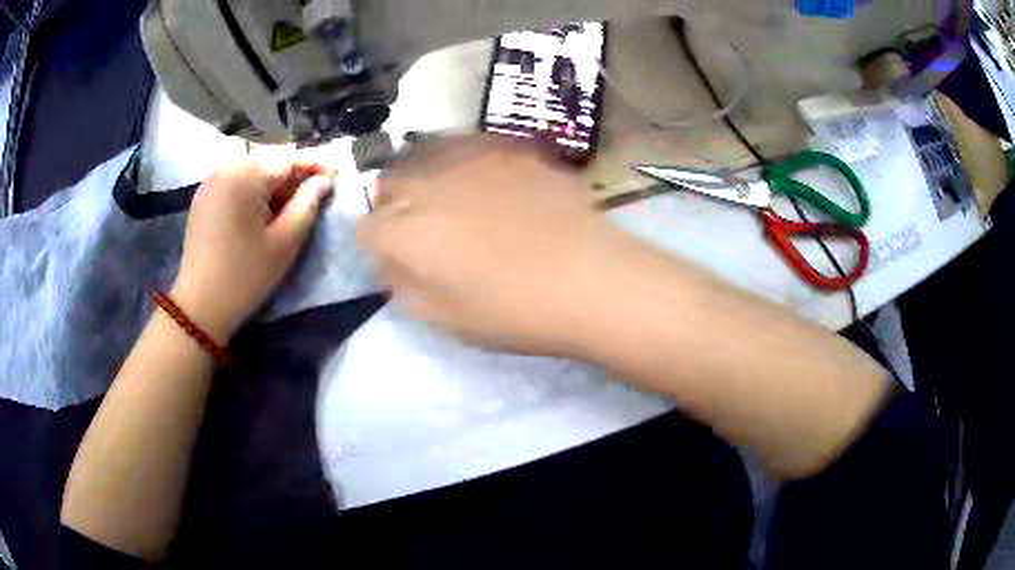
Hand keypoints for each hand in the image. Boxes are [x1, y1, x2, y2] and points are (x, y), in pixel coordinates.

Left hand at [172, 149, 333, 341]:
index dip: (315, 163)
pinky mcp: (204, 195)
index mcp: (245, 176)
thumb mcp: (284, 243)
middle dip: (293, 172)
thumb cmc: (245, 276)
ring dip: (273, 180)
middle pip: (269, 158)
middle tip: (312, 193)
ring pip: (252, 167)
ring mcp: (211, 181)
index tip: (336, 173)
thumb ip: (307, 205)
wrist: (200, 306)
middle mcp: (225, 168)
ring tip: (287, 204)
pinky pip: (236, 178)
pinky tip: (261, 209)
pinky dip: (253, 186)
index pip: (288, 157)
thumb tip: (324, 181)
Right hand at [357, 135, 638, 356]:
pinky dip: (463, 161)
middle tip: (419, 226)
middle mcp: (430, 186)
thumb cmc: (517, 312)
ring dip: (423, 175)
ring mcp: (471, 158)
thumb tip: (391, 262)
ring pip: (423, 154)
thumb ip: (404, 286)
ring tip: (447, 196)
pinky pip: (468, 145)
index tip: (394, 256)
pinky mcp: (509, 147)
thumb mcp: (446, 318)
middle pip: (389, 183)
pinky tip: (486, 180)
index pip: (366, 228)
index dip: (376, 244)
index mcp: (408, 234)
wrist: (592, 278)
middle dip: (393, 204)